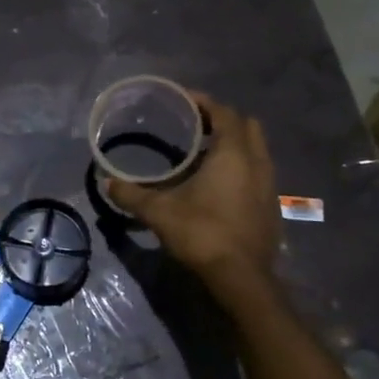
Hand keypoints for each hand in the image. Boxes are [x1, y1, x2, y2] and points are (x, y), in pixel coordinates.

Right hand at [106, 93, 278, 289]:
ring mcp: (269, 185)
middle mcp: (257, 162)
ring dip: (235, 145)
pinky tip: (219, 185)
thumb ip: (132, 195)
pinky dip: (241, 168)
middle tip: (196, 126)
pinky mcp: (271, 206)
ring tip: (205, 153)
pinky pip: (258, 173)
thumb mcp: (159, 212)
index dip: (204, 102)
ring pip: (256, 150)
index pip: (224, 113)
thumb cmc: (202, 233)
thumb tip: (107, 183)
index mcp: (233, 154)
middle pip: (246, 126)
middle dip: (223, 120)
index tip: (184, 100)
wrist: (242, 277)